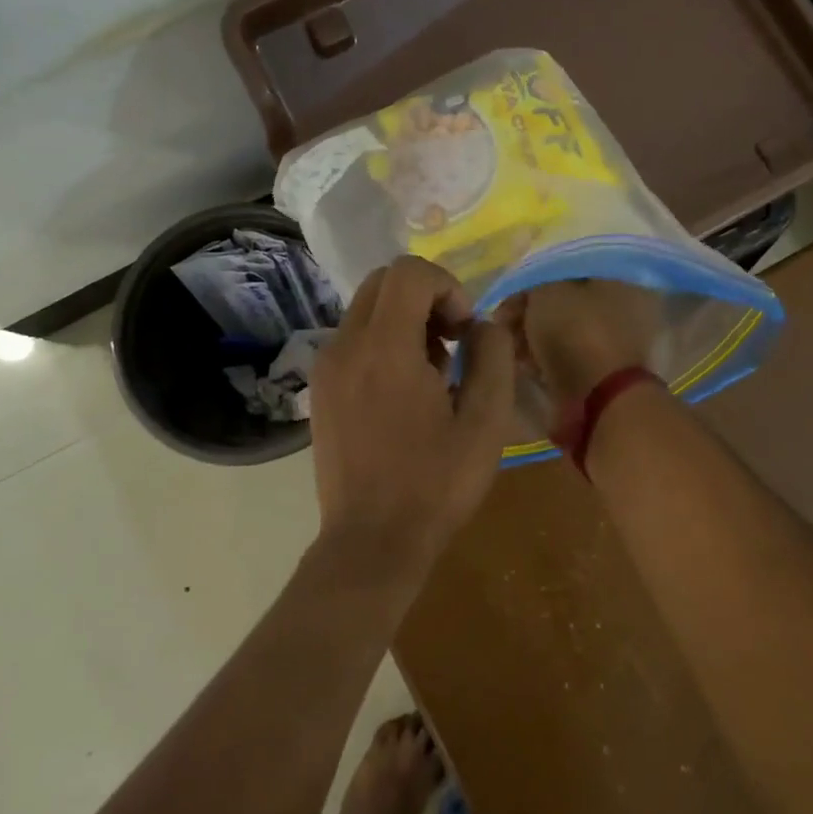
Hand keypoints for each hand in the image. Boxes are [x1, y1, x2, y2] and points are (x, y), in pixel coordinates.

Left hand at [310, 257, 515, 575]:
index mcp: (385, 348)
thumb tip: (482, 325)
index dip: (448, 287)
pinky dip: (384, 342)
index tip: (465, 331)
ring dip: (406, 320)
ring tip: (432, 374)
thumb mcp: (485, 422)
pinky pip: (354, 339)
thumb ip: (492, 357)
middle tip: (452, 344)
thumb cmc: (435, 485)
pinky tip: (404, 392)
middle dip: (426, 298)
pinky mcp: (320, 388)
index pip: (409, 271)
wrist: (371, 542)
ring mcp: (326, 366)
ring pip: (367, 309)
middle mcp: (346, 345)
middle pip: (384, 281)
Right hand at [512, 279, 661, 407]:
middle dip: (530, 309)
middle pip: (564, 299)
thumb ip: (534, 280)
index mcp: (617, 276)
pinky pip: (566, 353)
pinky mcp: (604, 371)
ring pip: (563, 328)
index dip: (532, 278)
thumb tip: (526, 286)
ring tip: (510, 346)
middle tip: (503, 323)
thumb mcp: (548, 291)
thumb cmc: (576, 333)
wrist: (599, 400)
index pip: (565, 266)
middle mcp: (623, 304)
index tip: (508, 294)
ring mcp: (616, 341)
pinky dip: (545, 356)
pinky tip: (524, 363)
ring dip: (533, 334)